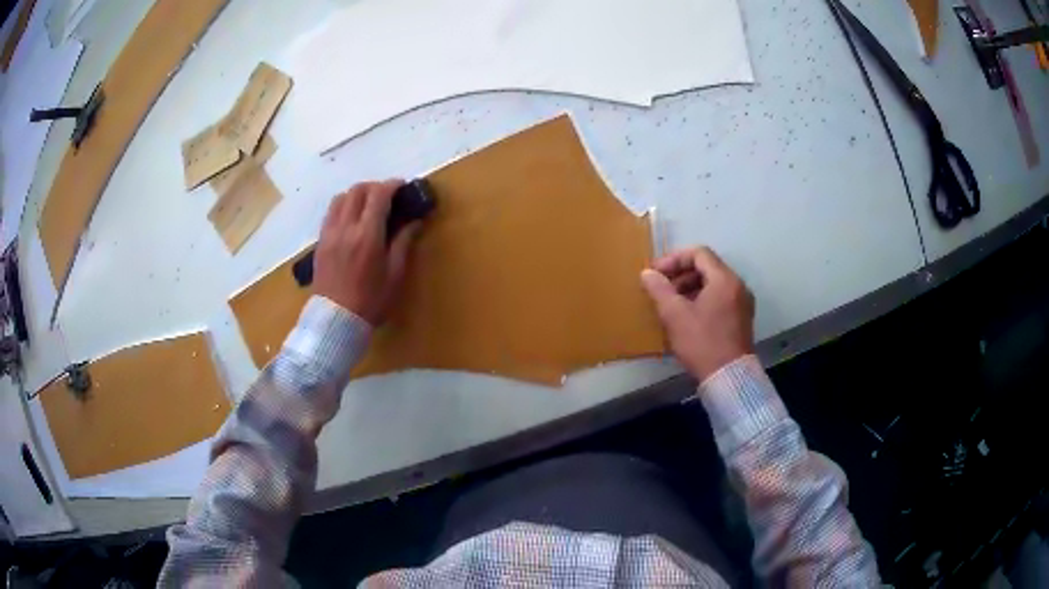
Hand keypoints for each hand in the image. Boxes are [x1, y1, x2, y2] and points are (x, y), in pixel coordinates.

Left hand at [314, 180, 421, 325]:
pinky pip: (330, 213)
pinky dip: (343, 207)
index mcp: (367, 235)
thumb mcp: (394, 275)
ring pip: (340, 198)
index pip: (379, 195)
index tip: (402, 187)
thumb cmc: (371, 301)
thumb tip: (414, 222)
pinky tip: (351, 220)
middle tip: (387, 196)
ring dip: (356, 195)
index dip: (392, 185)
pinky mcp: (320, 242)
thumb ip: (403, 243)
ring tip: (367, 206)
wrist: (336, 320)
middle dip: (374, 187)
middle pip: (358, 190)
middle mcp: (346, 227)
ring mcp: (329, 233)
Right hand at [640, 247, 754, 382]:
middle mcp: (737, 285)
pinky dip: (702, 299)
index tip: (656, 273)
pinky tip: (687, 317)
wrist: (729, 378)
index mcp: (724, 279)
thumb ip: (660, 289)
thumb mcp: (675, 315)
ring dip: (690, 288)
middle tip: (661, 289)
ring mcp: (742, 303)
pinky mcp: (742, 319)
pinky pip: (720, 298)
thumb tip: (647, 273)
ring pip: (713, 284)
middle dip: (681, 274)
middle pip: (707, 267)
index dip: (674, 259)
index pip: (699, 254)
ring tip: (671, 304)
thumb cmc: (702, 343)